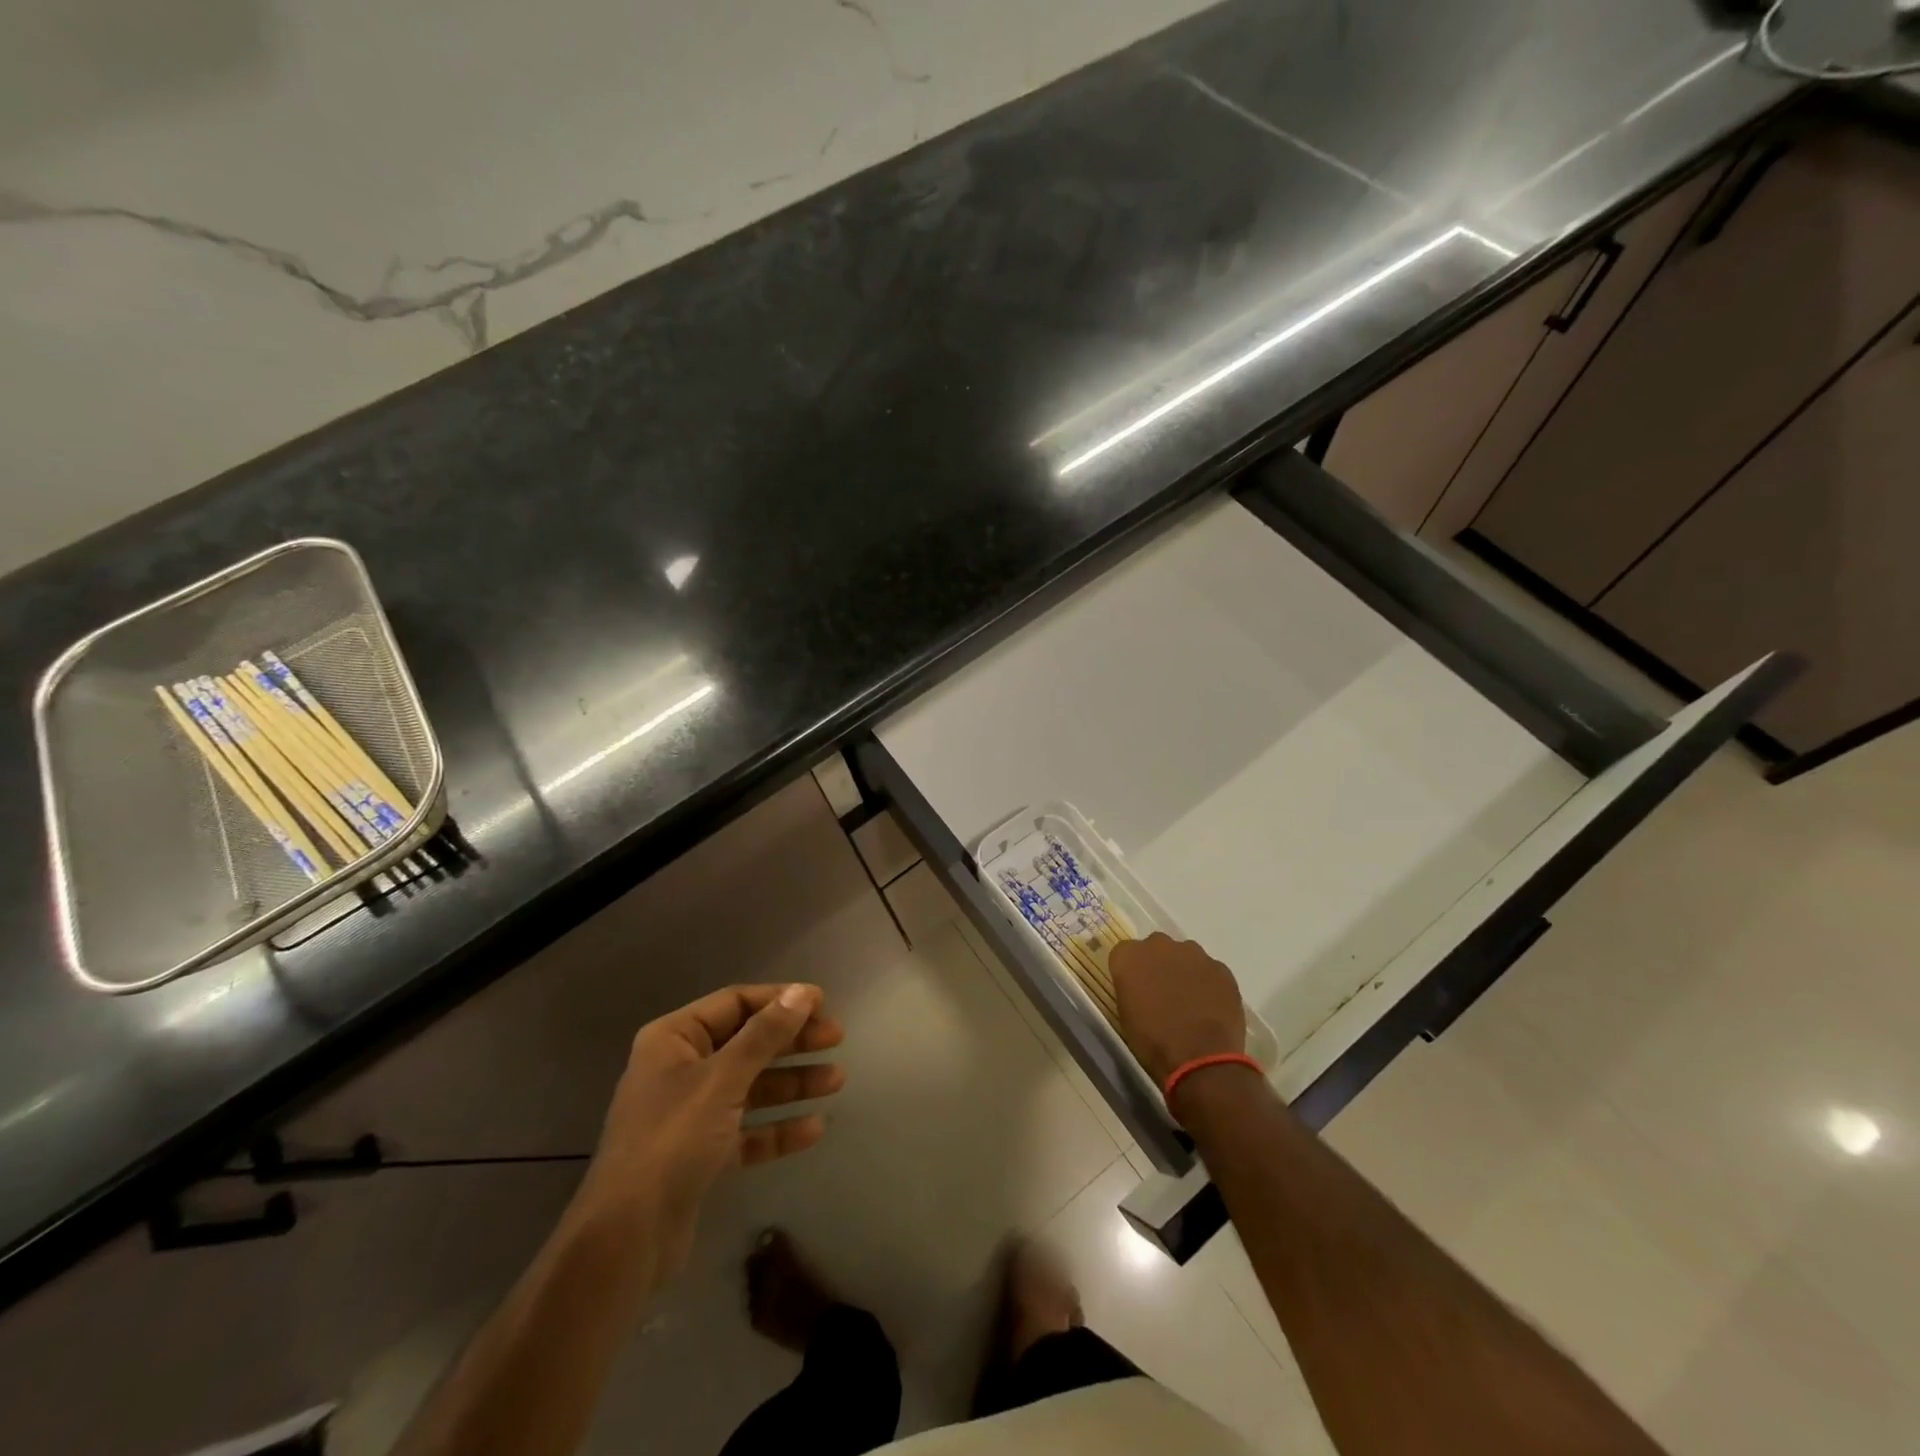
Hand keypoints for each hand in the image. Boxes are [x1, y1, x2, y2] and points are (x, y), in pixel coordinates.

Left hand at [574, 983, 844, 1279]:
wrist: (626, 1238)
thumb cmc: (672, 1140)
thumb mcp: (723, 1079)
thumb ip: (765, 1035)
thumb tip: (802, 993)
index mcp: (674, 1039)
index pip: (735, 1003)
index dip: (779, 999)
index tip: (822, 1003)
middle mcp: (680, 1069)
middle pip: (747, 1043)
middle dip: (792, 1042)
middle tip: (836, 1039)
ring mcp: (690, 1114)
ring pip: (751, 1086)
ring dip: (792, 1083)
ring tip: (836, 1081)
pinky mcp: (700, 1155)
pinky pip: (747, 1130)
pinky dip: (777, 1128)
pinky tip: (812, 1129)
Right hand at [1110, 933, 1244, 1086]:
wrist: (1200, 1059)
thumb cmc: (1153, 1042)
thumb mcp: (1126, 1014)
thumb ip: (1130, 988)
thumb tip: (1140, 985)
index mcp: (1129, 957)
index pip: (1124, 952)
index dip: (1131, 971)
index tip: (1135, 989)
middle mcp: (1159, 946)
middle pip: (1155, 947)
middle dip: (1158, 964)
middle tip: (1162, 993)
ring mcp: (1194, 954)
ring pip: (1185, 955)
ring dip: (1184, 971)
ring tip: (1190, 1001)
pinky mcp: (1221, 968)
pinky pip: (1210, 970)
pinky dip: (1208, 983)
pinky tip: (1210, 1007)